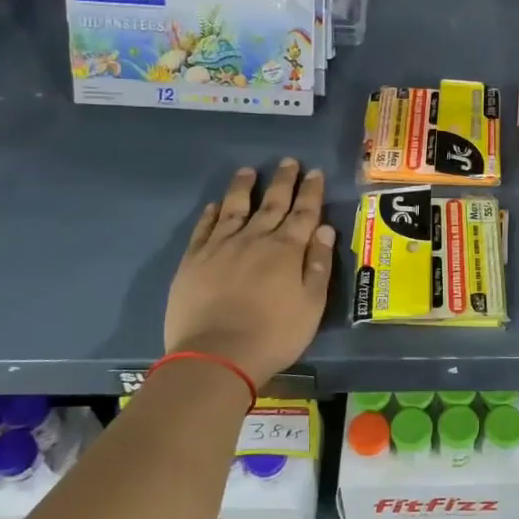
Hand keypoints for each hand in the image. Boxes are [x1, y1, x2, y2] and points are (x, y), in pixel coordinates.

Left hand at [162, 159, 335, 387]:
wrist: (217, 356)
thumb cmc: (274, 334)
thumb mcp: (312, 305)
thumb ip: (319, 264)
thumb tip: (325, 229)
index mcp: (287, 250)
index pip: (304, 213)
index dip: (311, 192)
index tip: (315, 172)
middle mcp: (254, 239)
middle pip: (272, 203)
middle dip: (283, 181)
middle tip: (289, 161)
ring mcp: (221, 247)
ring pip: (235, 208)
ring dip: (244, 187)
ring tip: (249, 170)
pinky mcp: (193, 260)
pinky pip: (204, 229)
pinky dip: (211, 214)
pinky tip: (215, 205)